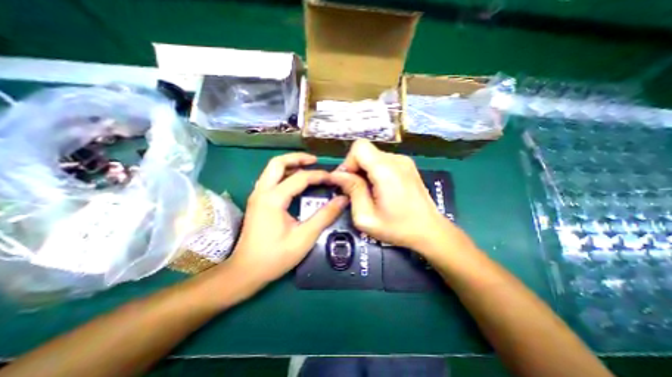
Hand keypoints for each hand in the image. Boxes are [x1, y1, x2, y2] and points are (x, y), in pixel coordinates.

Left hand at [228, 153, 349, 285]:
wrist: (246, 272)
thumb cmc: (275, 257)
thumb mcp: (305, 237)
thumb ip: (325, 216)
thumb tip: (342, 199)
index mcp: (273, 199)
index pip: (300, 178)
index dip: (319, 175)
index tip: (333, 178)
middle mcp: (262, 192)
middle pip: (277, 163)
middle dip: (297, 158)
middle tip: (315, 161)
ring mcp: (256, 196)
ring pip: (272, 169)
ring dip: (290, 164)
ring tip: (307, 167)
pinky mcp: (257, 202)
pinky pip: (271, 179)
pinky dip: (284, 174)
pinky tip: (295, 182)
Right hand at [327, 141, 448, 251]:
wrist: (430, 231)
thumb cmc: (397, 228)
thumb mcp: (366, 217)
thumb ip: (352, 191)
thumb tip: (338, 175)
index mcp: (385, 170)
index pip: (359, 147)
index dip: (348, 162)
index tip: (348, 182)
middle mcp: (396, 159)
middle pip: (365, 151)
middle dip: (355, 168)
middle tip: (356, 190)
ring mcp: (404, 161)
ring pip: (373, 156)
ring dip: (365, 171)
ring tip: (369, 192)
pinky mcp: (407, 165)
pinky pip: (383, 161)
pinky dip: (375, 171)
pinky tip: (380, 189)